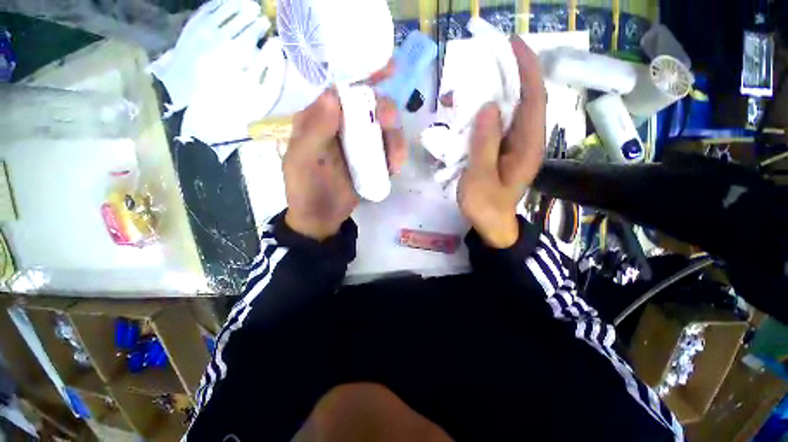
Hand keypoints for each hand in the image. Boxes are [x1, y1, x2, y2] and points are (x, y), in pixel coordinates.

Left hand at [284, 88, 406, 240]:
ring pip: (385, 128)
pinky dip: (397, 155)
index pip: (343, 88)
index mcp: (321, 118)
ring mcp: (360, 143)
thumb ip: (315, 130)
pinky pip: (390, 149)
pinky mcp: (373, 159)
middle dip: (385, 112)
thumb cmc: (306, 189)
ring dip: (395, 140)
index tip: (390, 70)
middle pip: (371, 106)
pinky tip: (395, 167)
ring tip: (395, 162)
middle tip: (389, 126)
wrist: (322, 217)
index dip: (365, 76)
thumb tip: (333, 95)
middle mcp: (343, 125)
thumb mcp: (302, 161)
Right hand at [458, 36, 545, 247]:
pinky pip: (497, 125)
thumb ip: (485, 144)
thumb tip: (489, 107)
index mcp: (528, 146)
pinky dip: (485, 113)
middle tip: (486, 60)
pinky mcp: (503, 150)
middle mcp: (527, 140)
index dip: (527, 69)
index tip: (513, 45)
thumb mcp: (480, 178)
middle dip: (509, 76)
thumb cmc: (486, 206)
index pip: (534, 99)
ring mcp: (515, 145)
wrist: (491, 225)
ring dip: (494, 94)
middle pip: (524, 100)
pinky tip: (469, 111)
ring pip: (509, 111)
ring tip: (471, 85)